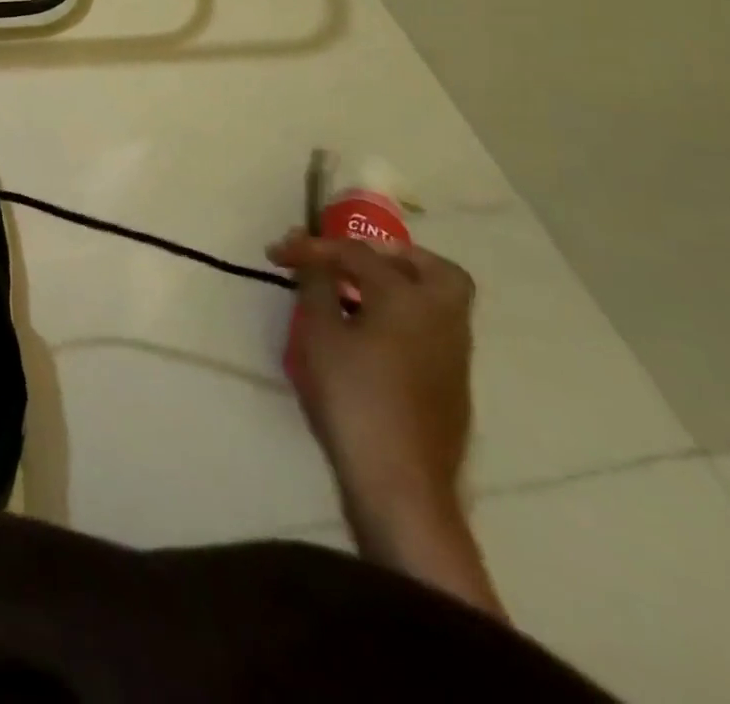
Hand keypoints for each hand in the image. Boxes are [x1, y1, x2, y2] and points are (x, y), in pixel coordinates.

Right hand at [267, 231, 477, 549]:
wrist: (399, 483)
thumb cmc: (353, 396)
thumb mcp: (319, 334)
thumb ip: (317, 287)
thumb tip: (313, 259)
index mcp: (408, 298)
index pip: (356, 253)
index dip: (313, 247)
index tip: (276, 252)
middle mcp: (441, 318)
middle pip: (431, 268)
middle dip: (390, 255)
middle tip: (349, 259)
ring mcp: (453, 355)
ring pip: (436, 300)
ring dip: (397, 286)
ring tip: (349, 293)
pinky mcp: (449, 385)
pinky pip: (430, 329)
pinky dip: (402, 315)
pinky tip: (366, 331)